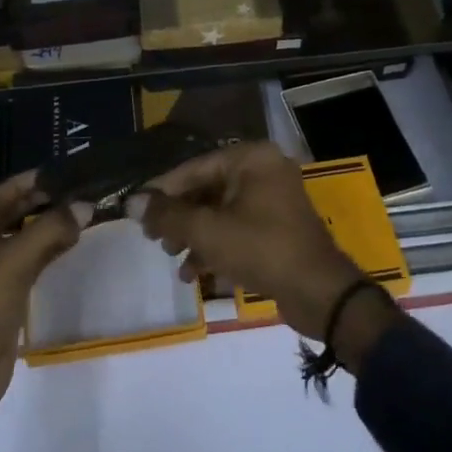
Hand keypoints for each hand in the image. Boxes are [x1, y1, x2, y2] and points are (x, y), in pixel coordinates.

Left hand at [0, 171, 89, 451]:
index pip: (1, 194)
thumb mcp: (12, 263)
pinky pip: (27, 262)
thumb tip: (86, 205)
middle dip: (44, 202)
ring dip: (48, 226)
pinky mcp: (1, 296)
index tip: (66, 170)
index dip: (32, 180)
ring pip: (21, 238)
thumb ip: (49, 230)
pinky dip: (48, 250)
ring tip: (82, 211)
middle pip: (11, 214)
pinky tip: (71, 242)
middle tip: (81, 190)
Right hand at [129, 141, 366, 340]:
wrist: (320, 293)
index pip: (195, 168)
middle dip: (180, 217)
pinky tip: (194, 272)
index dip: (163, 190)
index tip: (137, 209)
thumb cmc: (262, 249)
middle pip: (207, 189)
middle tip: (154, 239)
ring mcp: (273, 199)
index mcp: (251, 158)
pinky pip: (237, 227)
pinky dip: (216, 245)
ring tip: (172, 258)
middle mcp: (263, 170)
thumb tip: (131, 202)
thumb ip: (168, 215)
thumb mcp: (208, 231)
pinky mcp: (277, 227)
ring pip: (221, 211)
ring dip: (194, 234)